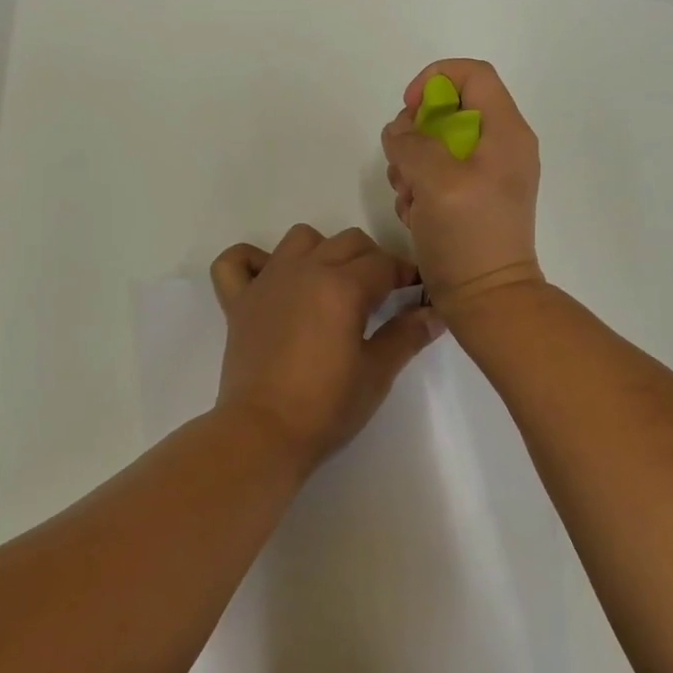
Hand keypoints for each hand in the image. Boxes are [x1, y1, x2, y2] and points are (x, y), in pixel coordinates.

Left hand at [210, 225, 443, 469]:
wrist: (263, 434)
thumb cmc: (326, 406)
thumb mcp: (377, 373)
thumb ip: (407, 335)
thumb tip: (435, 314)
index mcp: (342, 286)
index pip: (384, 263)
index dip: (406, 274)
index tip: (416, 292)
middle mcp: (305, 270)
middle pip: (348, 242)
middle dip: (372, 260)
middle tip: (381, 295)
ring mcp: (267, 281)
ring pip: (300, 238)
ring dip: (322, 251)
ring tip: (331, 285)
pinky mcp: (238, 301)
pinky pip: (236, 261)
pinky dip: (252, 261)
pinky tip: (269, 280)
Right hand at [382, 59, 544, 314]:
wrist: (488, 301)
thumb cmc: (468, 236)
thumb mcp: (436, 180)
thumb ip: (412, 143)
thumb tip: (400, 133)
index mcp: (506, 132)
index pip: (473, 74)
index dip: (435, 80)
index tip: (408, 110)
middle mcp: (501, 147)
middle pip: (450, 109)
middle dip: (415, 133)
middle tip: (402, 164)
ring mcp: (487, 175)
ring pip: (437, 144)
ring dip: (411, 165)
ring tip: (408, 197)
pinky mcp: (471, 200)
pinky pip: (438, 175)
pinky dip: (419, 188)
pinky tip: (414, 215)